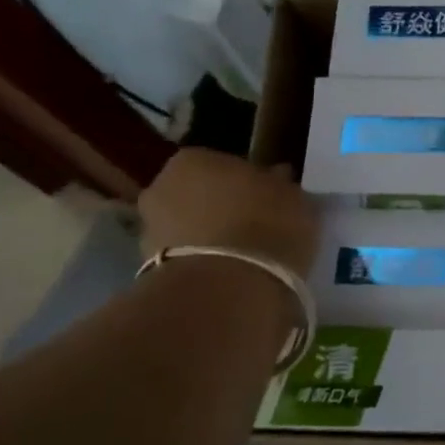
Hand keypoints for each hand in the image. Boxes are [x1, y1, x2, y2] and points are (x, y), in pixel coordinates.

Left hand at [138, 148, 319, 276]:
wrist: (227, 286)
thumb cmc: (267, 226)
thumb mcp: (295, 199)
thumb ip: (282, 186)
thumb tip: (277, 178)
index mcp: (196, 158)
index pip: (226, 165)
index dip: (249, 183)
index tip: (269, 201)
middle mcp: (162, 185)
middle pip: (200, 194)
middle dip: (223, 208)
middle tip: (256, 228)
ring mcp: (150, 228)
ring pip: (189, 226)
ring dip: (210, 237)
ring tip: (244, 258)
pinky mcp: (148, 268)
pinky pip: (186, 258)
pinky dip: (203, 263)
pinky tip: (230, 276)